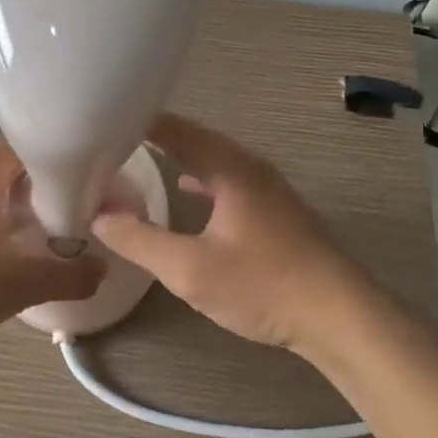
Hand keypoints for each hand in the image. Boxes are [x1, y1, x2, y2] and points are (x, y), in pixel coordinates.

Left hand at [0, 142, 106, 351]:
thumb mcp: (23, 283)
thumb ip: (69, 275)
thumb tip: (101, 270)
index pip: (23, 148)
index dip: (56, 161)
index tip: (83, 183)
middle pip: (7, 175)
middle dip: (40, 193)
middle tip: (70, 216)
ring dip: (16, 216)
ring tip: (45, 242)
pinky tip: (7, 265)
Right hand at [90, 114, 374, 354]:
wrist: (339, 316)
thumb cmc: (263, 286)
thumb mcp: (190, 269)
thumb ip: (140, 240)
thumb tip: (98, 214)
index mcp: (230, 168)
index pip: (176, 130)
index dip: (139, 122)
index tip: (101, 121)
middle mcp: (251, 168)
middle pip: (195, 139)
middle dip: (154, 137)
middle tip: (112, 140)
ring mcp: (268, 189)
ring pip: (213, 160)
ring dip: (178, 157)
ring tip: (140, 158)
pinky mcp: (275, 212)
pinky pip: (226, 181)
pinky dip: (199, 180)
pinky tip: (186, 192)